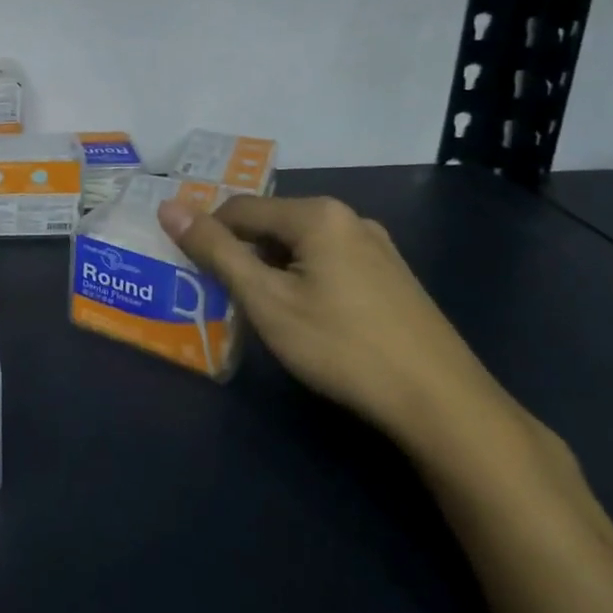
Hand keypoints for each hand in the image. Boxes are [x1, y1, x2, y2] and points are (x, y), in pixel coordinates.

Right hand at [158, 194, 526, 463]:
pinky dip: (303, 281)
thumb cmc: (342, 346)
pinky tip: (307, 319)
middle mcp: (349, 218)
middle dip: (242, 255)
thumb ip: (215, 251)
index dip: (208, 236)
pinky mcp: (392, 277)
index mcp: (317, 214)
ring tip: (262, 312)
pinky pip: (329, 263)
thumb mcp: (265, 300)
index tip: (192, 272)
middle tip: (225, 297)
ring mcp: (377, 248)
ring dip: (271, 270)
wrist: (443, 404)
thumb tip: (168, 207)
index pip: (239, 208)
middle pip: (271, 225)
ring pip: (300, 247)